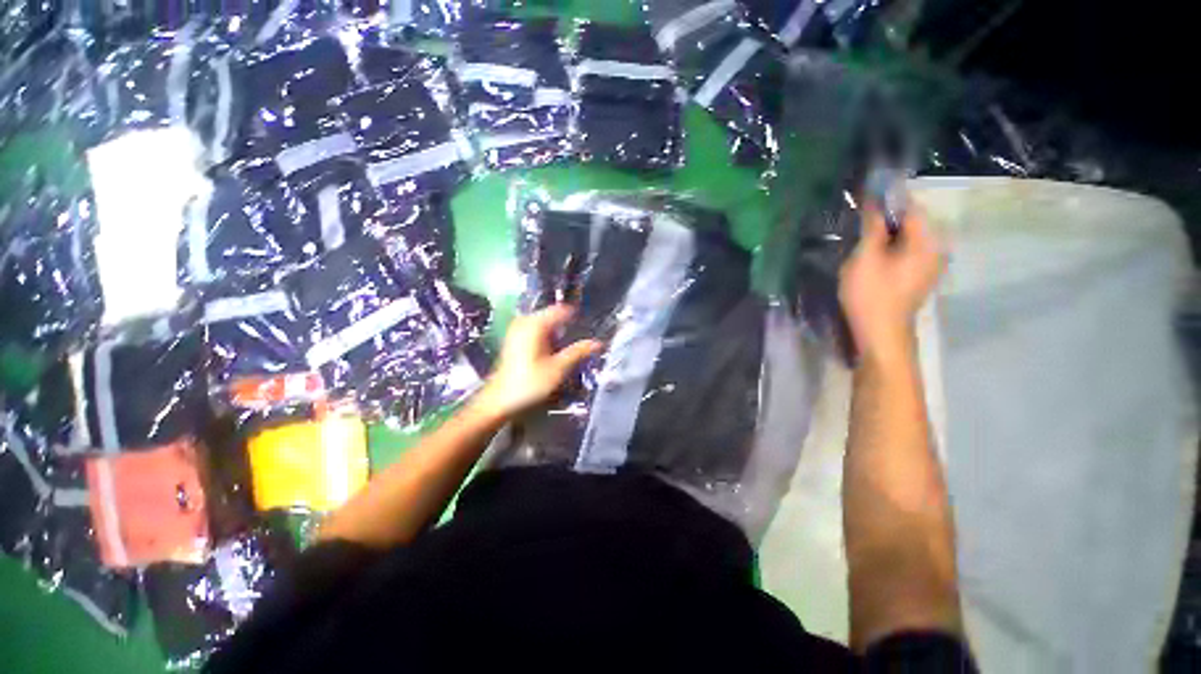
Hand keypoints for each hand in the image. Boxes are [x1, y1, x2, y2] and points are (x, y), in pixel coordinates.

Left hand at [475, 305, 602, 420]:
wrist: (499, 401)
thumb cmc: (529, 384)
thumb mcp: (558, 369)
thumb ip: (578, 352)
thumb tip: (598, 343)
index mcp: (535, 324)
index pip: (563, 310)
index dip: (578, 317)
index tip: (590, 326)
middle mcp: (525, 321)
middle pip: (554, 316)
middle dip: (569, 326)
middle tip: (582, 341)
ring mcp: (518, 329)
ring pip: (546, 324)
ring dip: (559, 333)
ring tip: (570, 348)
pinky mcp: (515, 339)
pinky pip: (538, 331)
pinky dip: (549, 338)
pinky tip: (554, 352)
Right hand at [840, 205, 944, 363]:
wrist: (881, 334)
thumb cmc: (871, 294)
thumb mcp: (866, 256)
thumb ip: (872, 226)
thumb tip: (874, 199)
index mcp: (928, 240)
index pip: (911, 206)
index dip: (887, 198)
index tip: (865, 194)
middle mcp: (937, 248)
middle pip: (911, 221)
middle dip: (886, 216)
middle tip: (858, 218)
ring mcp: (930, 264)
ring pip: (907, 237)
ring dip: (886, 232)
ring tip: (861, 235)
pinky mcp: (920, 275)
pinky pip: (906, 251)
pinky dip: (890, 247)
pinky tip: (872, 254)